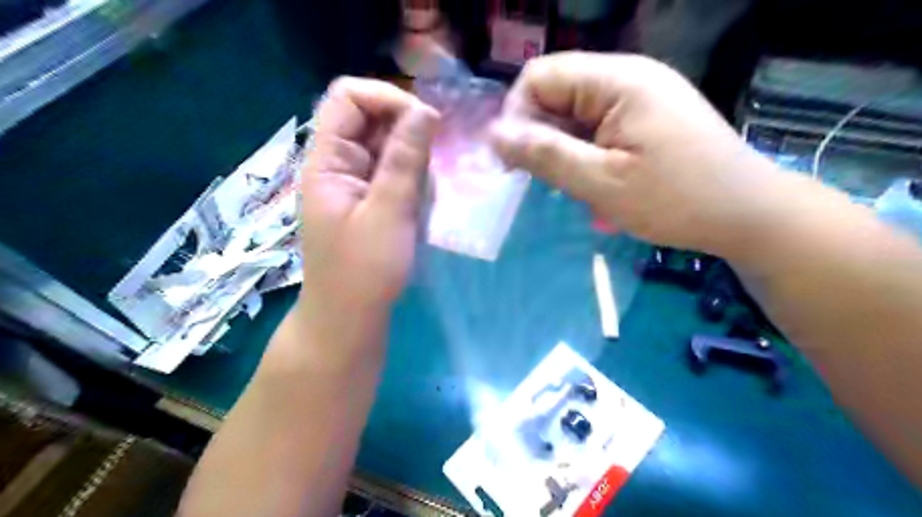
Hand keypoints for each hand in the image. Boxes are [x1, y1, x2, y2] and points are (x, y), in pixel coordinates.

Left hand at [298, 78, 437, 341]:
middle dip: (408, 143)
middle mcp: (337, 164)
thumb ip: (405, 160)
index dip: (388, 98)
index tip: (426, 123)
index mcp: (327, 161)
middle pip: (373, 122)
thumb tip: (425, 110)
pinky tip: (415, 218)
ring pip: (390, 150)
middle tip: (426, 178)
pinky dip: (411, 189)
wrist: (349, 320)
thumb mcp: (389, 213)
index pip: (349, 97)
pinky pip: (395, 176)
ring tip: (416, 209)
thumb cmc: (364, 272)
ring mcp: (353, 183)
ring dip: (413, 172)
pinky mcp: (368, 201)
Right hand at [489, 52, 775, 253]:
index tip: (517, 161)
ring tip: (573, 183)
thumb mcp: (602, 183)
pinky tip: (592, 177)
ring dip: (561, 147)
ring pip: (573, 112)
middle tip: (545, 179)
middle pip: (555, 91)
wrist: (746, 214)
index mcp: (617, 80)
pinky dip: (582, 150)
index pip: (539, 76)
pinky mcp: (646, 116)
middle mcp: (627, 76)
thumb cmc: (676, 200)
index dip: (517, 115)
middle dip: (539, 134)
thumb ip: (545, 155)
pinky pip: (595, 124)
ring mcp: (639, 95)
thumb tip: (495, 134)